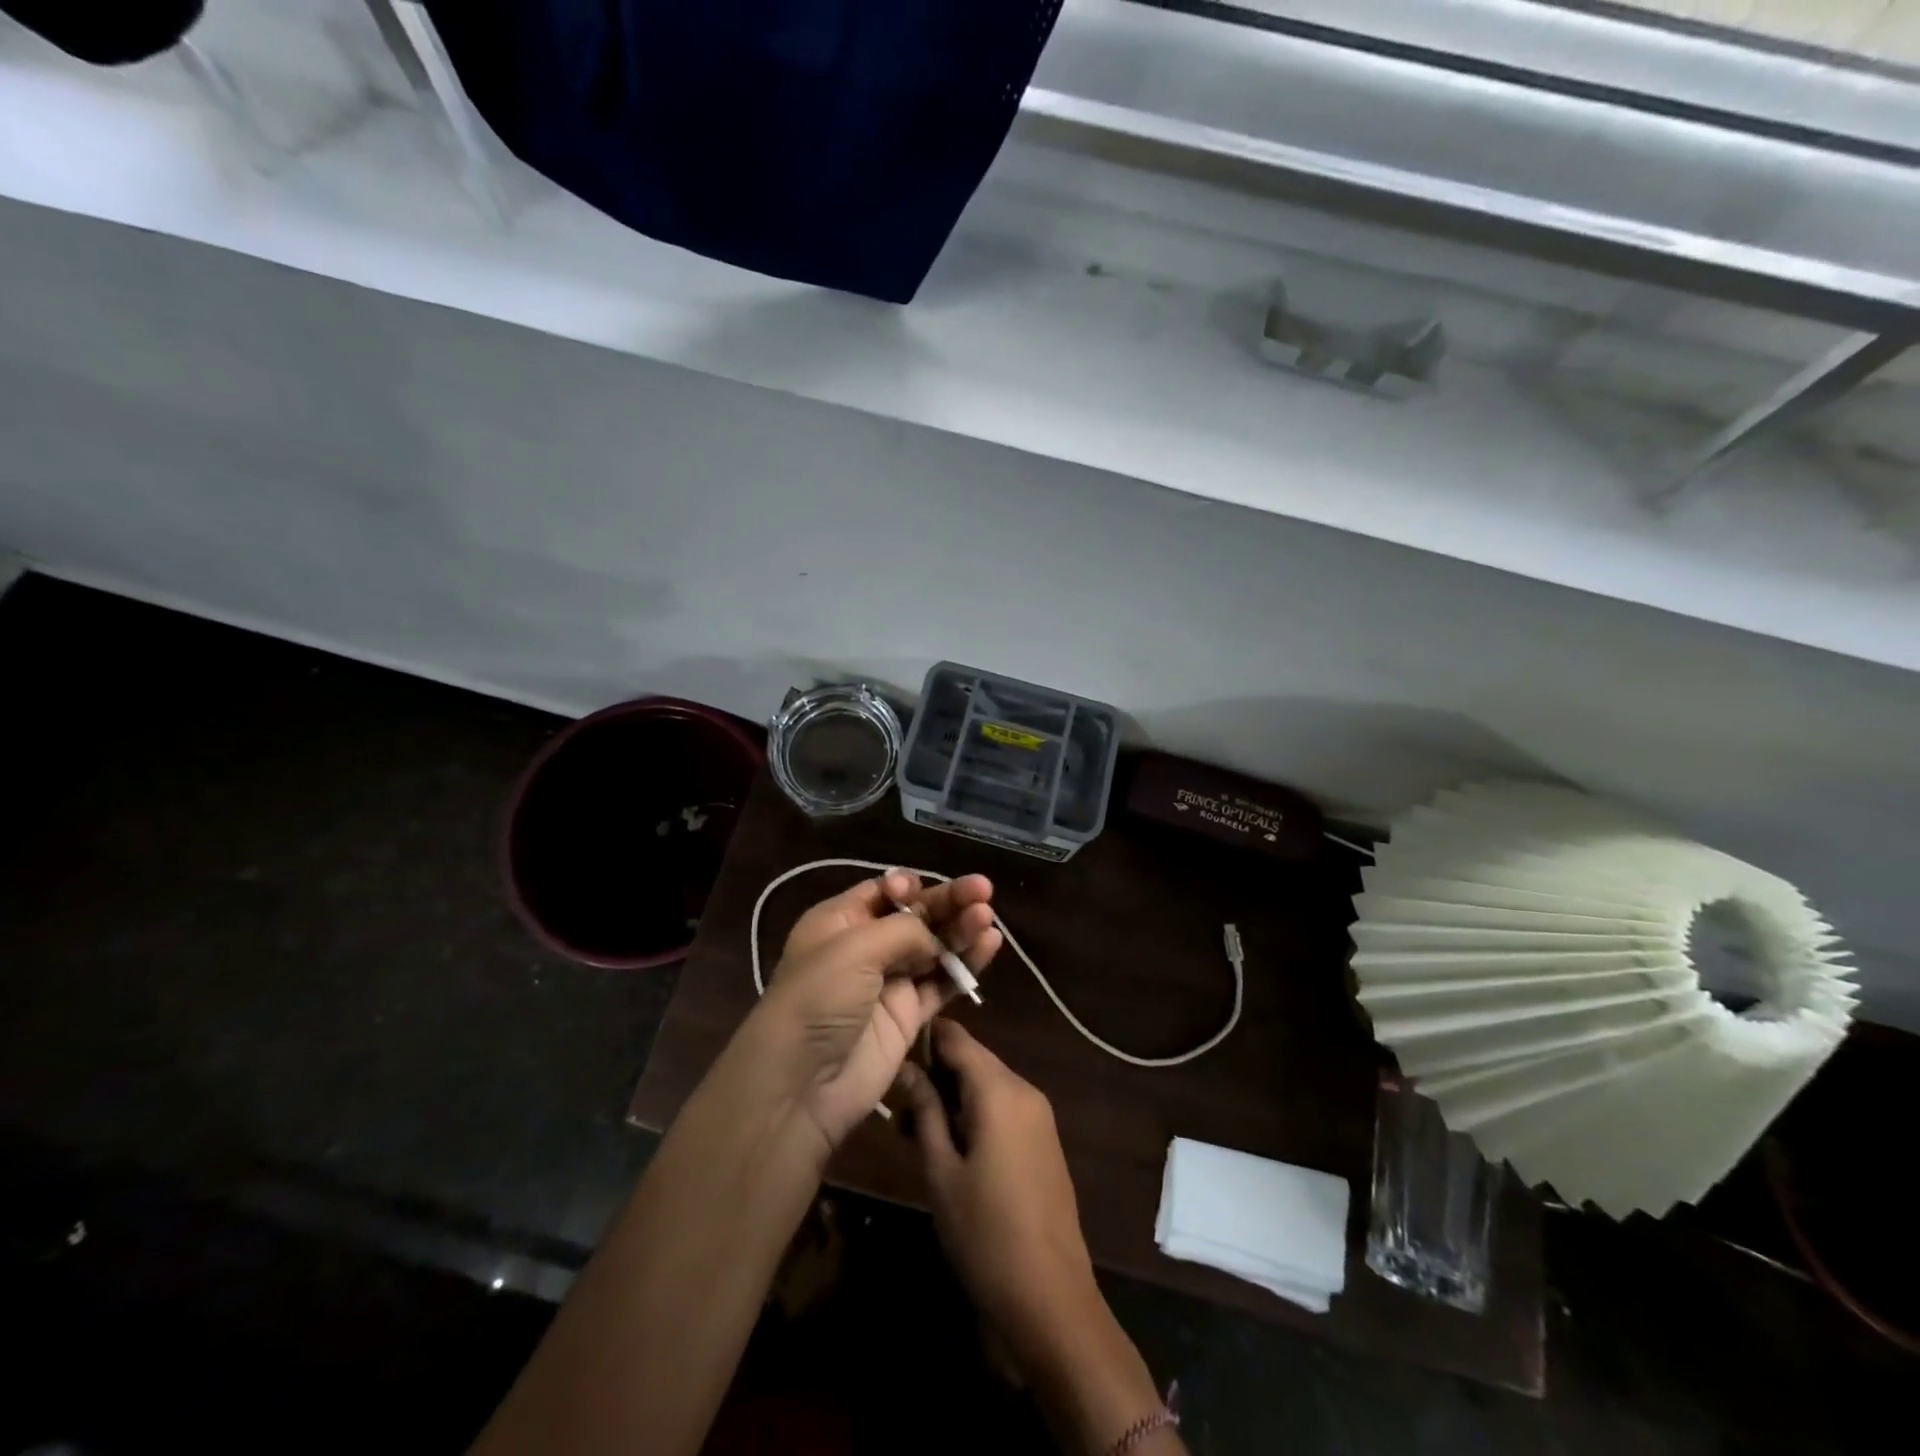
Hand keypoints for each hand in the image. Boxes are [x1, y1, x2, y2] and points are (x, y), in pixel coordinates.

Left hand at [748, 870, 1001, 1158]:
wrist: (801, 1084)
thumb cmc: (818, 998)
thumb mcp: (854, 947)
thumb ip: (904, 930)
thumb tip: (934, 939)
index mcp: (839, 921)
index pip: (882, 891)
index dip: (907, 885)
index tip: (921, 888)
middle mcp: (866, 946)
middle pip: (916, 915)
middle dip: (948, 901)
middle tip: (983, 890)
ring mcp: (890, 982)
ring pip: (935, 947)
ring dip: (961, 929)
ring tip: (987, 917)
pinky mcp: (909, 1016)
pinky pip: (943, 982)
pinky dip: (967, 964)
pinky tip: (990, 943)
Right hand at [893, 1020, 1100, 1357]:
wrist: (1051, 1298)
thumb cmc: (985, 1234)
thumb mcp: (941, 1172)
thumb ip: (924, 1111)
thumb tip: (905, 1068)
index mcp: (1000, 1090)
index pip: (957, 1037)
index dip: (923, 1039)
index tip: (890, 1054)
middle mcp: (1025, 1090)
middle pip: (973, 1060)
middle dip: (935, 1074)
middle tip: (897, 1107)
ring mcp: (1039, 1115)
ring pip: (987, 1084)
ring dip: (952, 1097)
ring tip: (915, 1132)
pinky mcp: (1044, 1139)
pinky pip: (1004, 1107)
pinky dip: (975, 1113)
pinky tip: (950, 1147)